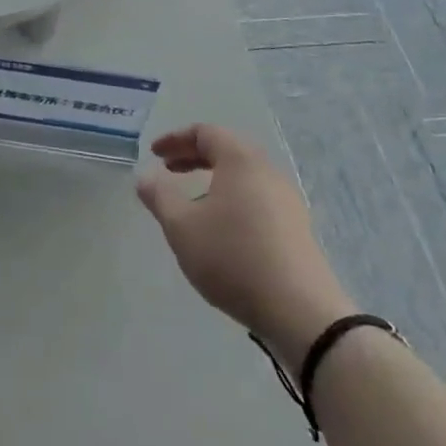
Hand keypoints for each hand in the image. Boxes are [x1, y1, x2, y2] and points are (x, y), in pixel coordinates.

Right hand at [137, 123, 352, 359]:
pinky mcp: (296, 228)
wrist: (300, 312)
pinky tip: (221, 228)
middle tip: (168, 170)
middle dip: (194, 156)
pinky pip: (257, 197)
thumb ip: (160, 196)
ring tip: (191, 201)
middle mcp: (267, 172)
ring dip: (213, 179)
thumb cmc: (232, 257)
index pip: (206, 132)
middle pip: (227, 150)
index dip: (176, 139)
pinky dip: (232, 198)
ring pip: (243, 176)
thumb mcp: (182, 227)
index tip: (154, 154)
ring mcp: (287, 201)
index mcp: (241, 161)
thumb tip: (145, 176)